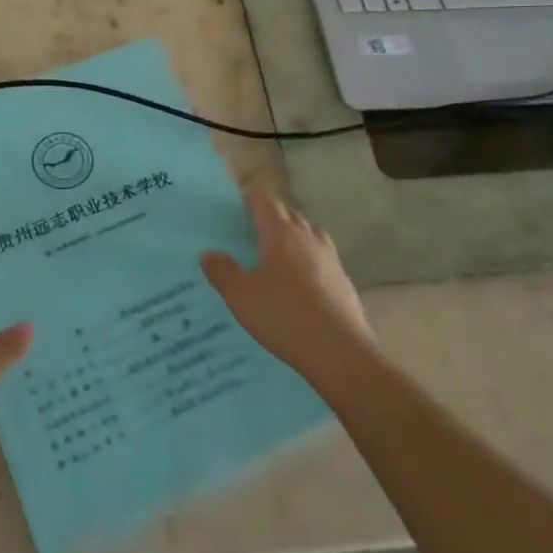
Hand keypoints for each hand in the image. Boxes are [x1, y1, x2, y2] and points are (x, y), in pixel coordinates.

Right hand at [200, 186, 374, 379]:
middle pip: (288, 214)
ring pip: (308, 234)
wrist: (340, 353)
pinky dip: (307, 259)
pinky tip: (298, 281)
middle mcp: (309, 238)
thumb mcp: (241, 297)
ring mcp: (330, 259)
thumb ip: (222, 272)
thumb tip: (209, 254)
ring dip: (292, 236)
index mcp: (282, 234)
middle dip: (269, 217)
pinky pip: (321, 257)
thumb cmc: (285, 317)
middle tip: (249, 230)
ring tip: (275, 252)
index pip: (265, 202)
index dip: (250, 198)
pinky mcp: (343, 281)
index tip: (236, 204)